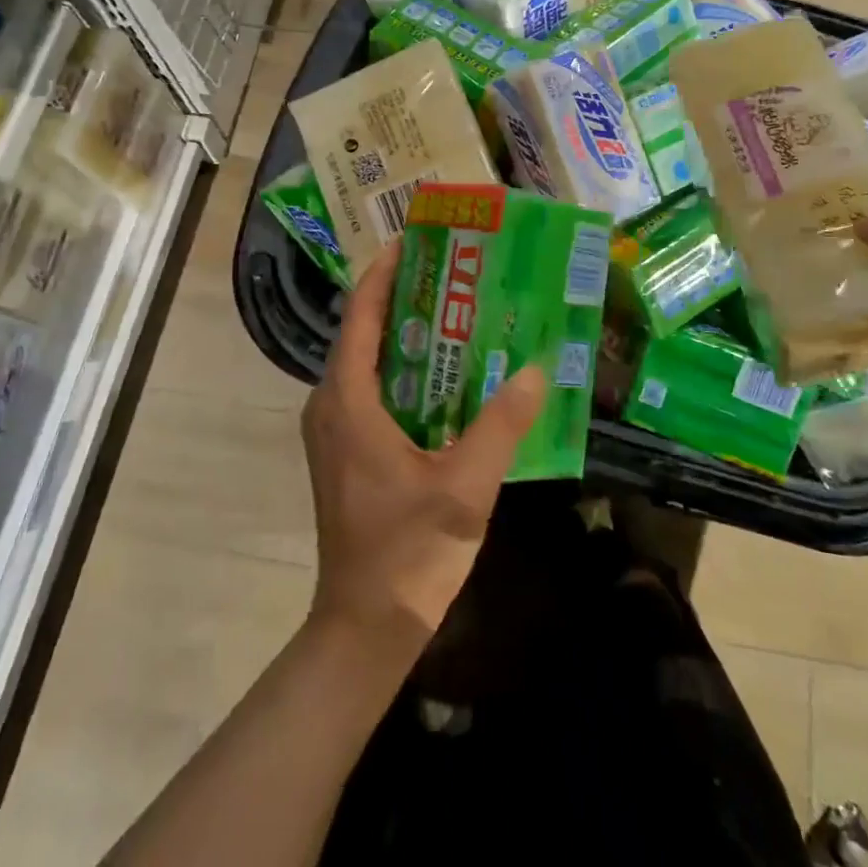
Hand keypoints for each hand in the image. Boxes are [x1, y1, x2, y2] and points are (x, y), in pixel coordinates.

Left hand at [301, 240, 544, 650]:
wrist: (365, 627)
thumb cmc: (406, 552)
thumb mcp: (463, 487)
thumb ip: (500, 426)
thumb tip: (536, 371)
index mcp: (347, 400)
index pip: (361, 314)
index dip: (385, 273)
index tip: (417, 240)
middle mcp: (332, 404)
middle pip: (365, 331)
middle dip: (405, 297)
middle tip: (456, 273)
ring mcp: (335, 430)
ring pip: (369, 362)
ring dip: (408, 335)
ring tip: (459, 312)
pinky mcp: (346, 451)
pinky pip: (373, 390)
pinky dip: (406, 370)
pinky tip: (449, 376)